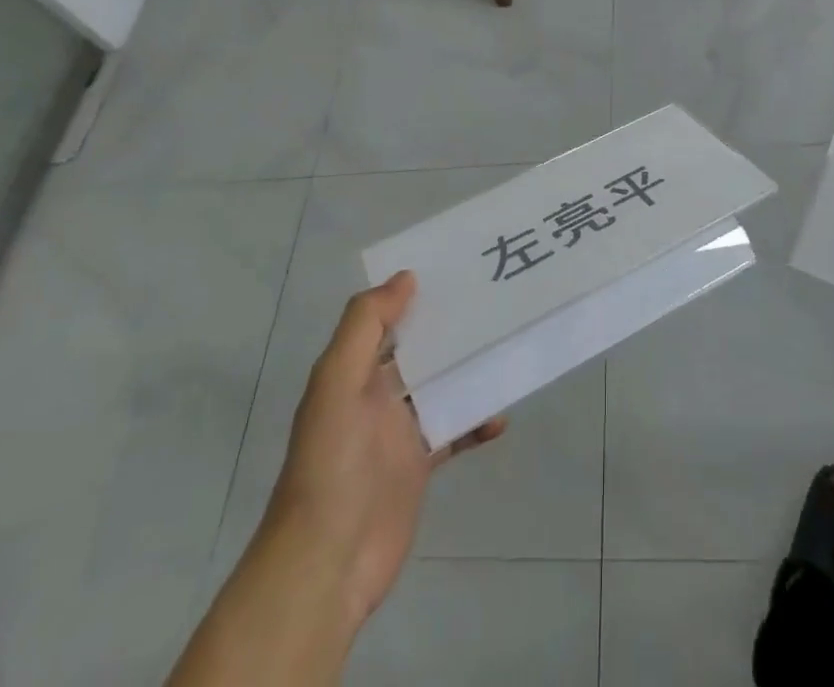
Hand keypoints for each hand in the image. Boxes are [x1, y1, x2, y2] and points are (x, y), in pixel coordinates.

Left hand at [263, 271, 504, 636]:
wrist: (327, 563)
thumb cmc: (331, 463)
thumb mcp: (337, 383)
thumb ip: (366, 326)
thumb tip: (406, 277)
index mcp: (352, 370)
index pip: (386, 319)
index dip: (415, 294)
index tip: (457, 269)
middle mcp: (375, 394)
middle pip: (420, 350)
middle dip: (452, 329)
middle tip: (497, 304)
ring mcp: (399, 431)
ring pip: (441, 386)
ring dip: (470, 372)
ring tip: (506, 351)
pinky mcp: (420, 464)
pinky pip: (455, 431)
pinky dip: (477, 422)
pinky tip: (500, 419)